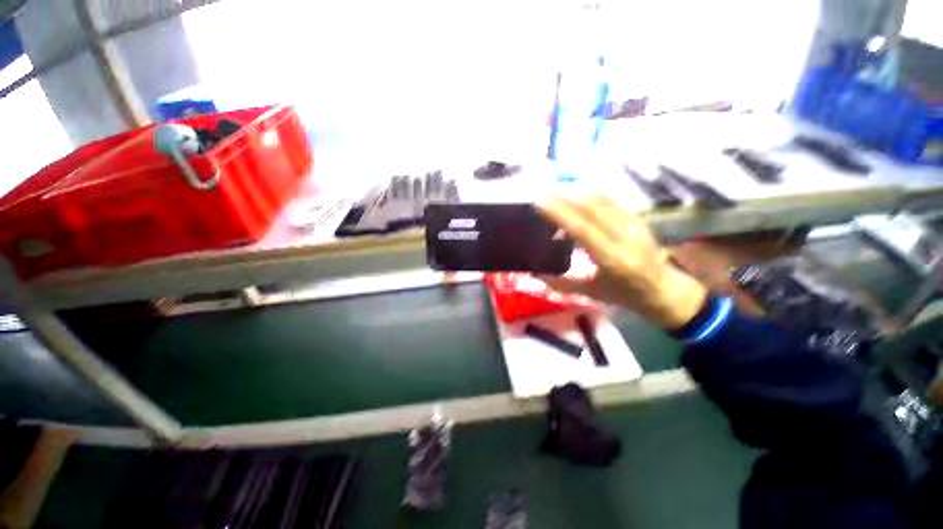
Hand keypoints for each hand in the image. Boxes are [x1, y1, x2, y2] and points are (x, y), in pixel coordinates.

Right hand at [536, 196, 707, 329]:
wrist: (666, 289)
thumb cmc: (626, 295)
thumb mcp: (592, 294)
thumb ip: (562, 284)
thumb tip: (535, 275)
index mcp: (613, 259)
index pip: (582, 229)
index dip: (559, 214)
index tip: (539, 202)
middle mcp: (625, 237)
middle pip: (591, 208)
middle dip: (564, 198)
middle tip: (543, 196)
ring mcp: (634, 224)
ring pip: (601, 200)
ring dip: (576, 195)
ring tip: (556, 197)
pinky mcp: (637, 218)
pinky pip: (610, 201)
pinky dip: (589, 197)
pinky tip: (576, 199)